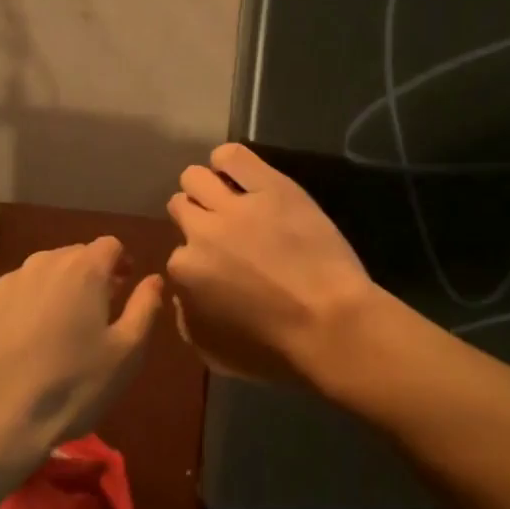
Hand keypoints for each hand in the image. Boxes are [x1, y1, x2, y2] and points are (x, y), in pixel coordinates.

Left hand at [0, 237, 163, 468]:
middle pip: (71, 256)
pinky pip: (2, 299)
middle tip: (92, 314)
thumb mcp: (127, 353)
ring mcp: (1, 284)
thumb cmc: (72, 385)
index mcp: (83, 269)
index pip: (110, 245)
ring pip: (35, 276)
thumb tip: (154, 279)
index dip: (121, 263)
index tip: (124, 289)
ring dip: (49, 292)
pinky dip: (14, 312)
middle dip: (86, 276)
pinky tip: (14, 346)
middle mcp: (41, 264)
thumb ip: (145, 307)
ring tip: (52, 332)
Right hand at [165, 144, 376, 393]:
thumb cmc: (275, 348)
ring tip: (229, 197)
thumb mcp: (214, 352)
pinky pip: (232, 156)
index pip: (177, 254)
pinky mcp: (270, 185)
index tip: (217, 267)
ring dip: (206, 187)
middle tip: (223, 231)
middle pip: (180, 205)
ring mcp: (235, 205)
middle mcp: (201, 231)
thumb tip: (182, 295)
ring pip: (196, 176)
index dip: (198, 259)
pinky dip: (229, 162)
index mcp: (185, 271)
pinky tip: (240, 174)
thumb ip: (186, 318)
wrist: (331, 324)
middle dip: (196, 217)